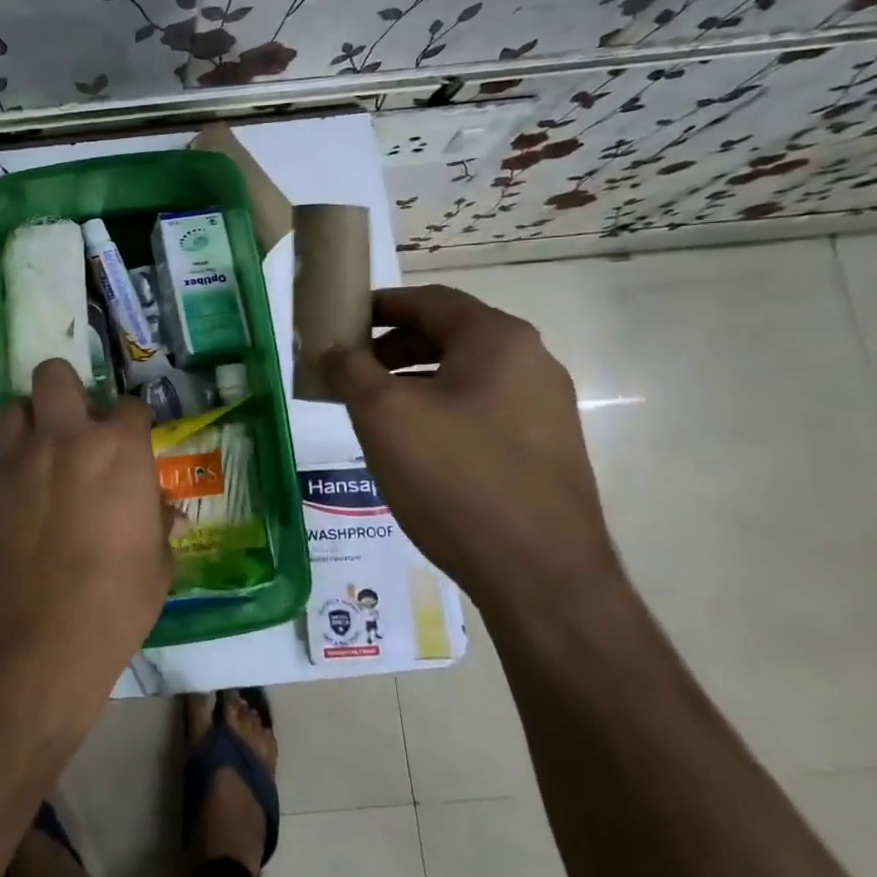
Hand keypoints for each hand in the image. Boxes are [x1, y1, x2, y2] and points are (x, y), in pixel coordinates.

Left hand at [0, 359, 174, 721]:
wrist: (36, 643)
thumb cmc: (115, 603)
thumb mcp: (157, 566)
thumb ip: (157, 525)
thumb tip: (160, 513)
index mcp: (117, 451)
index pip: (130, 406)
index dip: (134, 423)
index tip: (134, 443)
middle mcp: (64, 440)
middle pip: (54, 375)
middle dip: (68, 389)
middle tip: (78, 424)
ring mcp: (17, 463)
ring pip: (15, 408)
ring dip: (33, 422)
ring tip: (45, 456)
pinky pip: (0, 461)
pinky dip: (16, 471)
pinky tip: (25, 508)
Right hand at [324, 285, 620, 616]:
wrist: (540, 575)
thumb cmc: (455, 478)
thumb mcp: (384, 416)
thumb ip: (350, 370)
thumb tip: (330, 348)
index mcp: (498, 340)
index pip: (430, 300)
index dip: (379, 306)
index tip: (341, 323)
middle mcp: (531, 362)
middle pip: (449, 336)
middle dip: (393, 348)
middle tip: (351, 372)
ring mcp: (545, 408)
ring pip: (465, 376)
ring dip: (414, 382)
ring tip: (374, 412)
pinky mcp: (546, 448)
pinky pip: (482, 410)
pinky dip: (441, 410)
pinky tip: (415, 447)